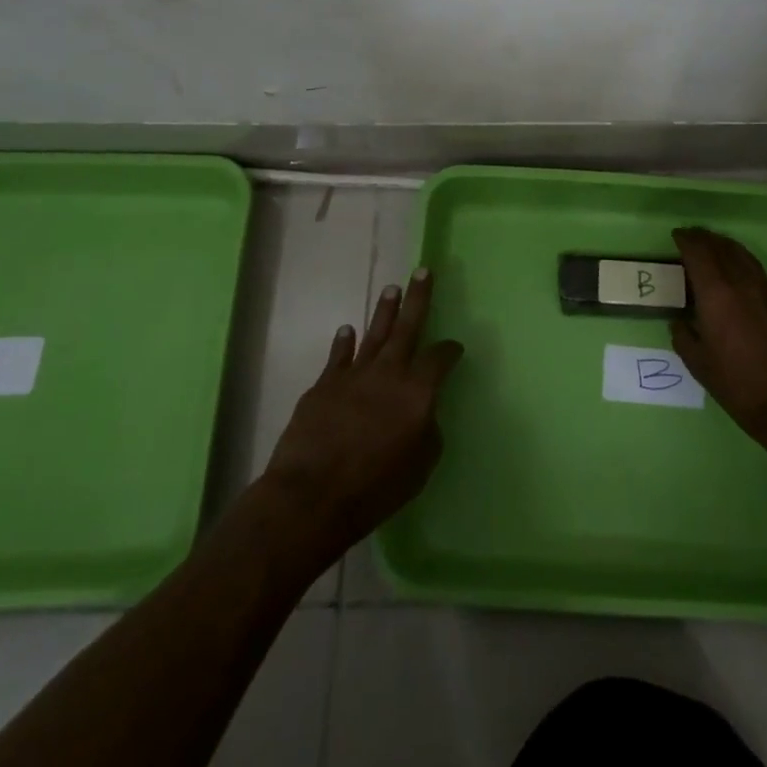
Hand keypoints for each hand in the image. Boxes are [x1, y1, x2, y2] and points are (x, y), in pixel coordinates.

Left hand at [259, 268, 463, 564]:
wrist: (311, 495)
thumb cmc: (374, 488)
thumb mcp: (420, 468)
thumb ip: (428, 432)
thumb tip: (424, 414)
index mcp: (417, 391)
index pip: (440, 358)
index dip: (450, 350)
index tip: (455, 347)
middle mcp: (389, 372)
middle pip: (407, 327)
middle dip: (418, 297)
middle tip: (423, 270)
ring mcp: (354, 375)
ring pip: (374, 333)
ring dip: (384, 311)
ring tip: (392, 288)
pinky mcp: (324, 385)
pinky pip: (338, 356)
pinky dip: (344, 342)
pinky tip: (347, 330)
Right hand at [670, 227, 766, 463]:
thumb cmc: (740, 386)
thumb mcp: (700, 365)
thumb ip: (685, 337)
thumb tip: (681, 323)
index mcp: (717, 294)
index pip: (699, 252)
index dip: (686, 240)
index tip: (677, 235)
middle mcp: (743, 282)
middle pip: (722, 247)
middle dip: (705, 239)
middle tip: (693, 238)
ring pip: (744, 256)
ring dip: (726, 248)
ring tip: (715, 249)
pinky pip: (759, 274)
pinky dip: (744, 266)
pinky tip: (740, 279)